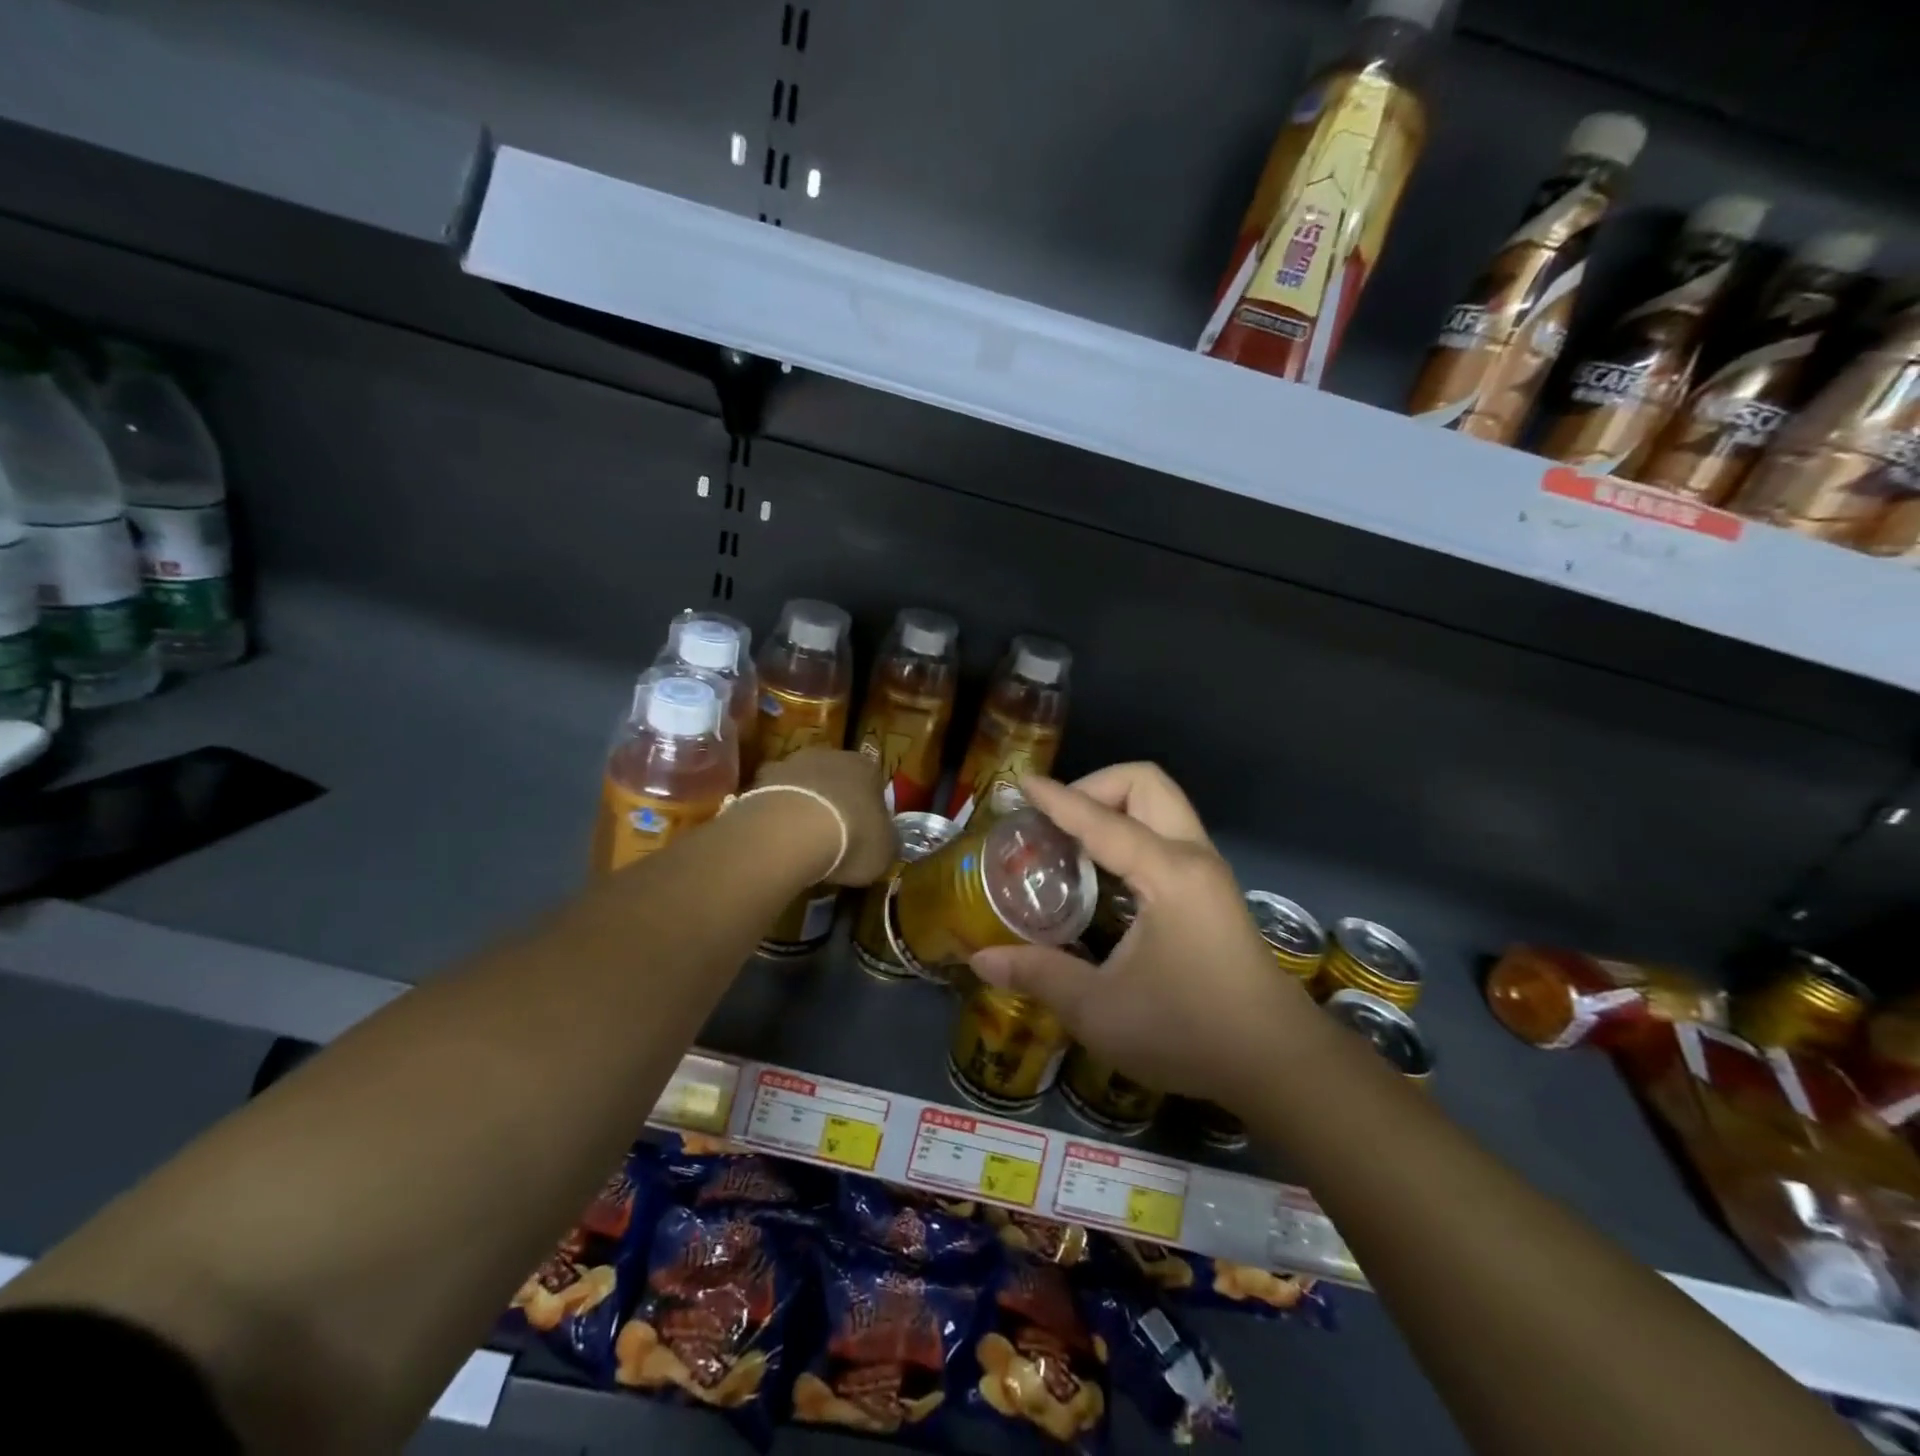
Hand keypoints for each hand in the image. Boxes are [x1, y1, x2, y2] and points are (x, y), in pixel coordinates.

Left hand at [754, 748, 894, 886]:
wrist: (792, 831)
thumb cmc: (852, 838)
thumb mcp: (884, 851)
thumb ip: (888, 842)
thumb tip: (886, 843)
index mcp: (867, 767)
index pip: (874, 781)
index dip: (870, 808)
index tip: (865, 832)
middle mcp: (831, 755)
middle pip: (835, 778)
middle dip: (834, 802)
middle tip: (833, 834)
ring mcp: (792, 763)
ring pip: (803, 784)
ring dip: (804, 804)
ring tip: (801, 840)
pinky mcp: (760, 779)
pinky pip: (774, 797)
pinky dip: (776, 813)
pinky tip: (777, 838)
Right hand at [971, 763, 1313, 1106]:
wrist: (1278, 1063)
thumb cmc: (1188, 1031)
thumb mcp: (1100, 1010)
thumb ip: (1039, 976)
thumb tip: (981, 960)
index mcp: (1167, 873)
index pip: (1101, 819)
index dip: (1057, 800)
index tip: (1022, 785)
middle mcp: (1192, 857)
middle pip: (1146, 783)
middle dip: (1096, 786)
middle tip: (1055, 822)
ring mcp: (1208, 872)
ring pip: (1162, 805)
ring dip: (1115, 807)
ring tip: (1072, 842)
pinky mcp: (1213, 891)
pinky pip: (1168, 832)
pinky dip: (1132, 830)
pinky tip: (1104, 874)